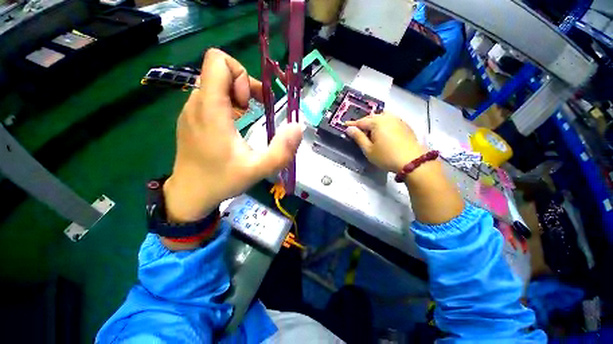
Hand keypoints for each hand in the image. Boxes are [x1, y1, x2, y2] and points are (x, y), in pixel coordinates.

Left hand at [163, 49, 302, 222]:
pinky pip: (211, 96)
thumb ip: (281, 151)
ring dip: (236, 95)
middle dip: (242, 86)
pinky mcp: (192, 118)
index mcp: (210, 109)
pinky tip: (234, 124)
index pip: (218, 61)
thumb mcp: (258, 170)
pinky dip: (228, 103)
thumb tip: (298, 127)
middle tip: (251, 112)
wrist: (190, 194)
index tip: (249, 103)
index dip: (241, 75)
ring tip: (244, 119)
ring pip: (215, 83)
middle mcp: (196, 103)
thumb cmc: (222, 180)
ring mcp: (191, 110)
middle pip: (219, 70)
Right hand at [345, 113, 424, 172]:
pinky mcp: (405, 125)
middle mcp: (387, 118)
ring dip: (374, 120)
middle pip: (372, 117)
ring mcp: (398, 120)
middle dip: (363, 122)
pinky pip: (391, 119)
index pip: (361, 121)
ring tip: (371, 128)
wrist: (412, 161)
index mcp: (377, 123)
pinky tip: (384, 129)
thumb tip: (349, 129)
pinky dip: (384, 121)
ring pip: (382, 116)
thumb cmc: (386, 156)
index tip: (344, 124)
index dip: (352, 124)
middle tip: (357, 129)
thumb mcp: (368, 149)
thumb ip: (358, 138)